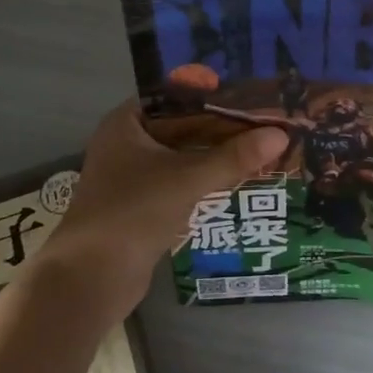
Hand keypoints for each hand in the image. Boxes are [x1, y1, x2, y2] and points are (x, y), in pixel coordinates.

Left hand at [35, 99, 288, 319]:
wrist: (91, 279)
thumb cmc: (134, 212)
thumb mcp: (188, 179)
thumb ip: (235, 157)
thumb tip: (282, 135)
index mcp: (127, 122)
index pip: (178, 96)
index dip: (215, 94)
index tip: (254, 93)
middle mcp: (127, 142)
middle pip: (184, 126)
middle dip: (223, 128)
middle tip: (267, 121)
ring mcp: (133, 176)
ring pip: (184, 156)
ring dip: (217, 155)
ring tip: (262, 146)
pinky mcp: (142, 205)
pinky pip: (180, 182)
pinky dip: (206, 180)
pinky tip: (239, 179)